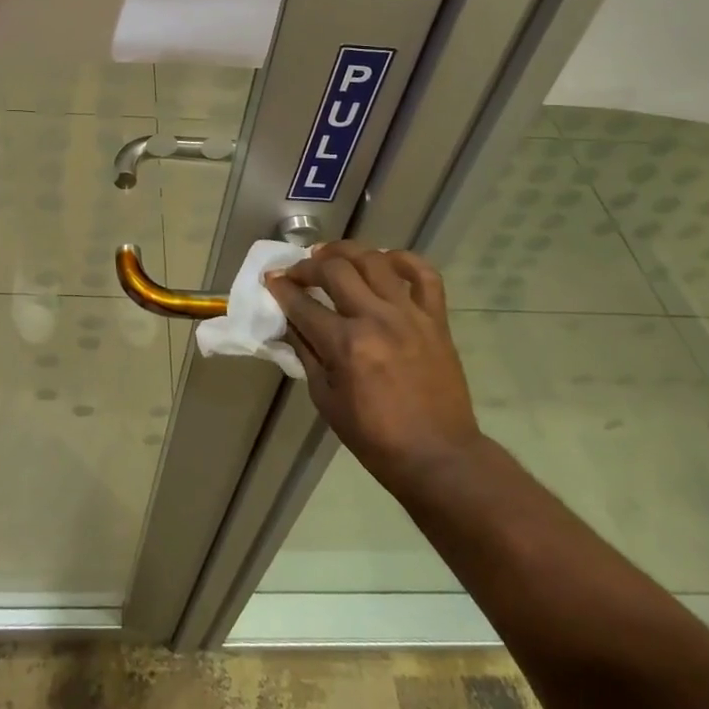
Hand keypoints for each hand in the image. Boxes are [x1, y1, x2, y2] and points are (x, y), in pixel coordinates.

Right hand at [265, 242, 482, 495]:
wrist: (438, 456)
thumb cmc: (375, 437)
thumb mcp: (326, 400)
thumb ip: (307, 354)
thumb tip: (290, 323)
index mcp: (346, 345)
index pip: (302, 304)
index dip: (281, 288)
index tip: (270, 279)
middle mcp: (376, 320)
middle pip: (335, 270)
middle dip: (308, 266)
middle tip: (297, 271)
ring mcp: (409, 315)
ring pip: (375, 261)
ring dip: (347, 252)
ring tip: (332, 256)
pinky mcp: (436, 319)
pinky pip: (424, 275)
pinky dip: (404, 260)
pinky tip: (385, 260)